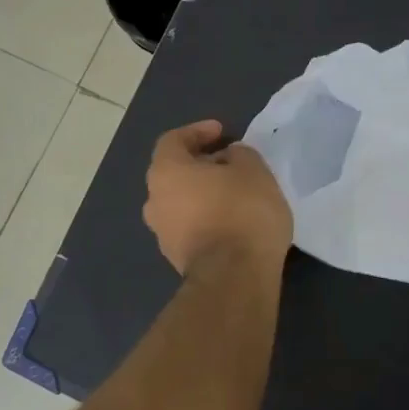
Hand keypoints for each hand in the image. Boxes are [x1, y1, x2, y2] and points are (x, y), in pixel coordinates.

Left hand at [143, 120, 292, 275]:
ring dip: (203, 193)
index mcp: (166, 172)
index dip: (197, 132)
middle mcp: (155, 201)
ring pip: (181, 202)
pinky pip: (190, 226)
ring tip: (234, 192)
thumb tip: (228, 158)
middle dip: (201, 164)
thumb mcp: (253, 170)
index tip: (222, 132)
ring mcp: (162, 234)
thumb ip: (239, 155)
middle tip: (229, 162)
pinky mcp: (177, 259)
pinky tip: (232, 220)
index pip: (173, 140)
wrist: (234, 278)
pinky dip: (206, 217)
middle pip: (174, 173)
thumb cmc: (242, 212)